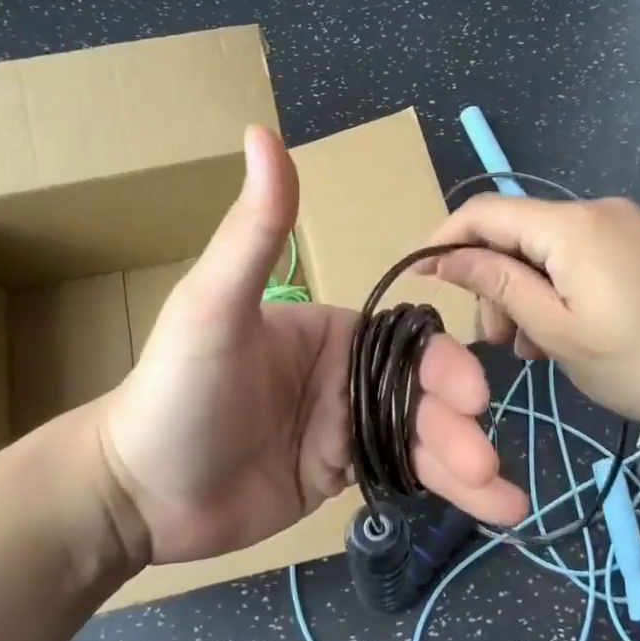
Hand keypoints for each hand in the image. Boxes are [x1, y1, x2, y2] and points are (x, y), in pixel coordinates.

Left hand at [98, 127, 527, 565]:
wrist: (137, 493)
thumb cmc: (177, 390)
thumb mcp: (214, 306)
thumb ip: (255, 229)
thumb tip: (261, 130)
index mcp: (329, 329)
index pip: (405, 339)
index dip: (443, 364)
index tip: (470, 394)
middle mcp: (345, 373)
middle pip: (422, 392)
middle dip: (458, 423)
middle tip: (482, 457)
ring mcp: (345, 426)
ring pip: (421, 437)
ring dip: (463, 462)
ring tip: (502, 499)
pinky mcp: (341, 474)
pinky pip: (403, 475)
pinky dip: (446, 491)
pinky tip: (495, 509)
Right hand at [420, 195, 639, 437]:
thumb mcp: (558, 330)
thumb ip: (497, 284)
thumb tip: (443, 254)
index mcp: (571, 226)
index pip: (485, 211)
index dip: (445, 239)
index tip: (422, 277)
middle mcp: (597, 212)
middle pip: (518, 234)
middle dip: (493, 283)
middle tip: (500, 345)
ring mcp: (628, 227)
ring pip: (549, 251)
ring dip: (527, 293)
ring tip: (536, 351)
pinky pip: (582, 259)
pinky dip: (560, 291)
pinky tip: (568, 334)